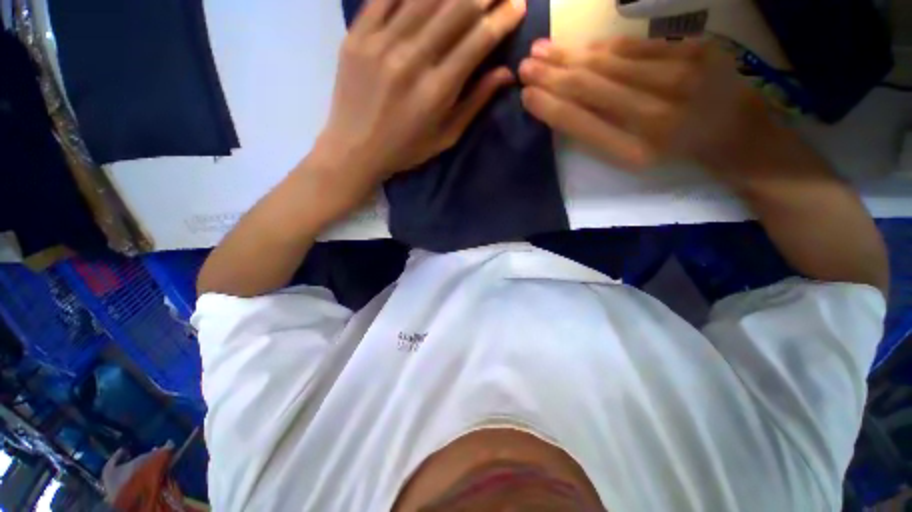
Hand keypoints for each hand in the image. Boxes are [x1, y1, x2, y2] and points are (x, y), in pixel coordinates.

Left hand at [316, 0, 526, 195]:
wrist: (354, 149)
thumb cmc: (406, 149)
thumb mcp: (445, 136)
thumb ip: (474, 103)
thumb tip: (506, 73)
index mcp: (436, 91)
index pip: (477, 41)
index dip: (501, 18)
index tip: (518, 4)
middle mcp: (411, 60)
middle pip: (456, 8)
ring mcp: (380, 43)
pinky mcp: (356, 35)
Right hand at [518, 36, 778, 177]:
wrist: (736, 131)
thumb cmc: (675, 152)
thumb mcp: (632, 158)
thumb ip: (597, 135)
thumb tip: (560, 106)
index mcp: (636, 150)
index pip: (580, 124)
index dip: (549, 108)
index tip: (526, 96)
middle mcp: (656, 113)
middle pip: (590, 87)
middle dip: (551, 75)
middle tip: (524, 67)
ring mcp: (679, 75)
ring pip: (607, 60)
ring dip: (568, 55)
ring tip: (540, 50)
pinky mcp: (695, 47)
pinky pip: (635, 44)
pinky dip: (602, 46)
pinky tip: (579, 47)